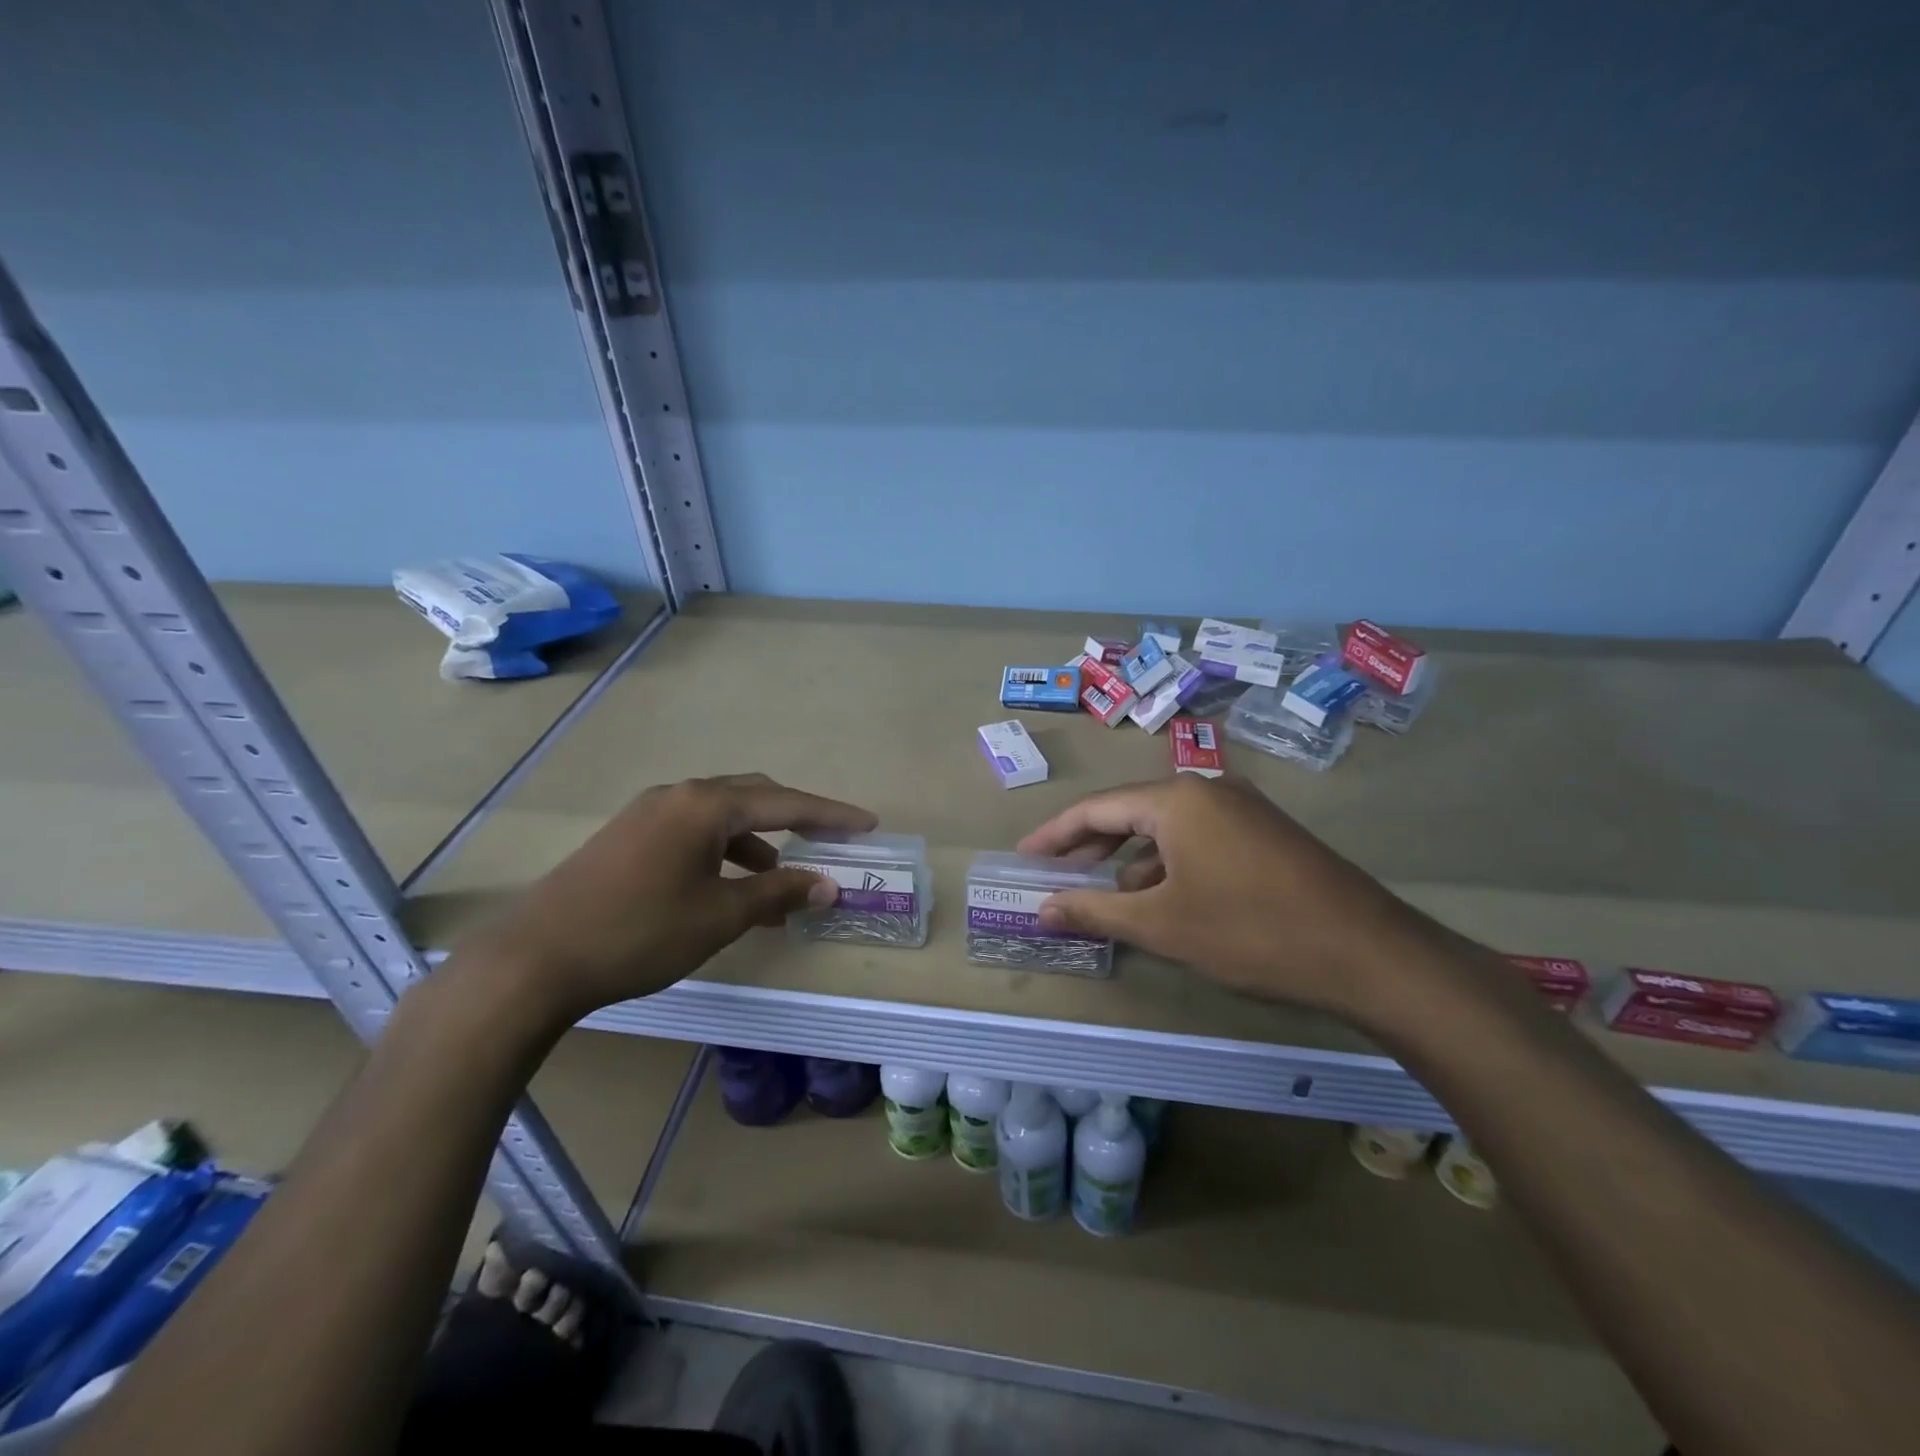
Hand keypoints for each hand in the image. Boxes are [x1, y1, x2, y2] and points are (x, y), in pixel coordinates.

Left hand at [467, 773, 875, 1020]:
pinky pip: (693, 832)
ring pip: (721, 816)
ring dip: (757, 842)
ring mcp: (647, 814)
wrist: (533, 960)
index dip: (830, 814)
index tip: (867, 823)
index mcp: (705, 805)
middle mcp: (678, 796)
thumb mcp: (719, 916)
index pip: (784, 802)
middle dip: (795, 819)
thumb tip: (827, 885)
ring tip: (779, 881)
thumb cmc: (639, 933)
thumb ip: (777, 893)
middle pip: (753, 796)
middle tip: (829, 841)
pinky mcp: (628, 837)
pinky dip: (723, 852)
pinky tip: (728, 887)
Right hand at [1017, 774, 1442, 1014]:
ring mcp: (1242, 809)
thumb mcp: (1162, 925)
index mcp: (1176, 799)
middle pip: (1130, 811)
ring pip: (1166, 828)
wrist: (1369, 953)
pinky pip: (1198, 839)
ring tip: (1105, 895)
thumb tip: (1042, 909)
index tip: (1024, 857)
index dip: (1055, 835)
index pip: (1096, 808)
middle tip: (1055, 874)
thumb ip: (1095, 911)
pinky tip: (1162, 899)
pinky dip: (1168, 864)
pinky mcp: (1265, 834)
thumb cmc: (1250, 931)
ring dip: (1130, 859)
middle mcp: (1207, 790)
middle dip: (1090, 845)